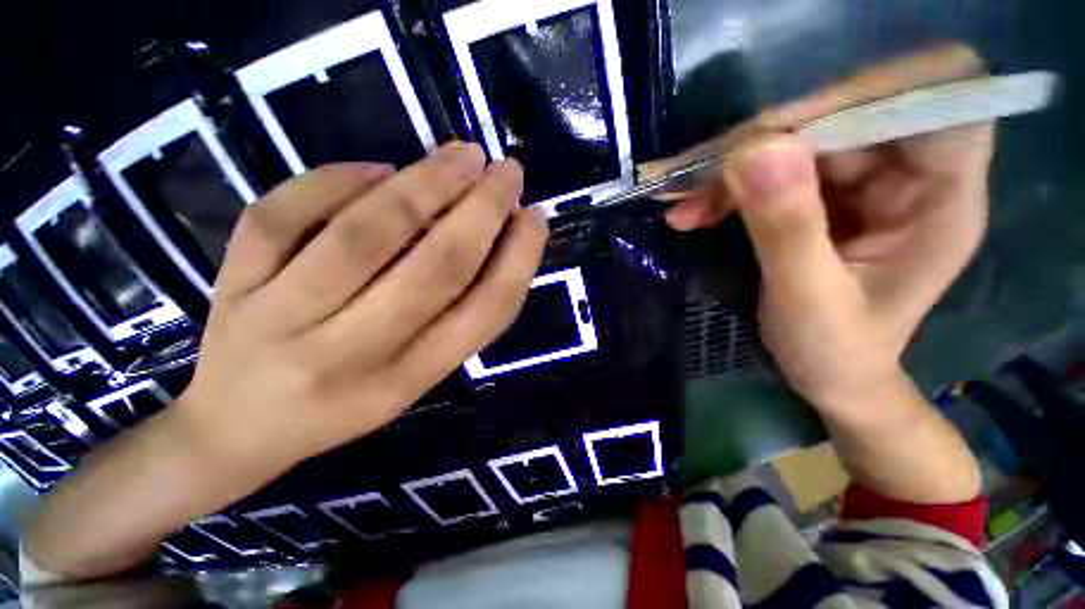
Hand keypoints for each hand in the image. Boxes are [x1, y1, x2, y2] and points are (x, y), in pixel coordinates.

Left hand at [178, 142, 547, 479]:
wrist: (238, 431)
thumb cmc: (342, 405)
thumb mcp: (415, 380)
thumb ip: (456, 319)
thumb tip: (495, 239)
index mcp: (405, 382)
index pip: (482, 314)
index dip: (518, 260)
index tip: (535, 217)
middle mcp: (350, 355)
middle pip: (433, 269)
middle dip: (481, 211)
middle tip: (508, 171)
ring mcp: (279, 319)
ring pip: (364, 234)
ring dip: (425, 184)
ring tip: (462, 155)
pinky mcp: (231, 287)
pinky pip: (281, 216)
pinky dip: (336, 180)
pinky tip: (377, 168)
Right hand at [657, 45, 993, 414]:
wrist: (831, 376)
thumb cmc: (835, 352)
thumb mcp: (808, 300)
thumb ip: (787, 228)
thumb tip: (754, 150)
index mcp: (943, 198)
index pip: (932, 100)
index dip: (859, 98)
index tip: (776, 133)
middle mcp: (912, 175)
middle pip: (844, 120)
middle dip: (765, 146)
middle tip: (697, 180)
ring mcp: (865, 184)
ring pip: (798, 145)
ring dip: (733, 172)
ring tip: (684, 207)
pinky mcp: (826, 196)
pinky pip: (774, 172)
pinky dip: (729, 188)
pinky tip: (694, 213)